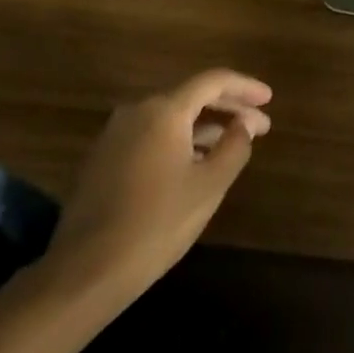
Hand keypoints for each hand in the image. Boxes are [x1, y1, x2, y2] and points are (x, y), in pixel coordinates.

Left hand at [29, 69, 271, 312]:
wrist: (85, 271)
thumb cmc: (155, 224)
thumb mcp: (207, 187)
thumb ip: (234, 148)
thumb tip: (245, 124)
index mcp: (164, 110)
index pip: (212, 81)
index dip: (244, 87)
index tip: (268, 98)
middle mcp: (137, 110)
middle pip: (191, 96)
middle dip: (228, 108)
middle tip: (259, 124)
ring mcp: (115, 134)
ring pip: (170, 118)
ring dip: (203, 127)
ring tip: (232, 145)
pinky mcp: (102, 158)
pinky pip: (151, 136)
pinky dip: (178, 141)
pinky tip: (194, 163)